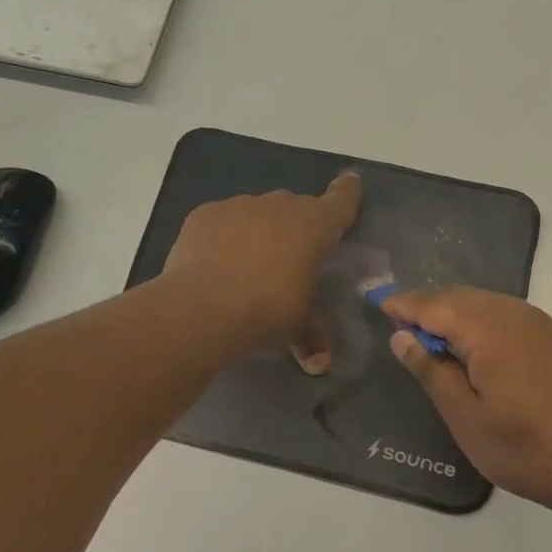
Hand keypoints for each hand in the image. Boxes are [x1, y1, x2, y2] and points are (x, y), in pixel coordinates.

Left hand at [162, 174, 361, 356]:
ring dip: (258, 230)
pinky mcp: (206, 213)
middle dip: (296, 226)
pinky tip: (215, 262)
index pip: (342, 198)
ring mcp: (240, 204)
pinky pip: (223, 219)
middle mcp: (281, 205)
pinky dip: (224, 235)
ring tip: (247, 265)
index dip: (348, 194)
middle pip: (297, 206)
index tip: (349, 187)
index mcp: (315, 225)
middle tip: (289, 258)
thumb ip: (312, 337)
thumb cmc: (267, 310)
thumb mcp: (297, 326)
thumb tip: (320, 364)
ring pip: (258, 211)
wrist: (202, 307)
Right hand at [381, 288, 551, 519]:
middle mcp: (516, 314)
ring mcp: (541, 323)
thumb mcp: (466, 418)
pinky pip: (508, 314)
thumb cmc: (527, 449)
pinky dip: (482, 319)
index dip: (406, 305)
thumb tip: (403, 336)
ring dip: (455, 311)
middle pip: (461, 297)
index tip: (380, 306)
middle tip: (401, 323)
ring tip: (432, 335)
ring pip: (486, 303)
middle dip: (429, 305)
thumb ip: (432, 371)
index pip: (436, 305)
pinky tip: (476, 344)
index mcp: (489, 329)